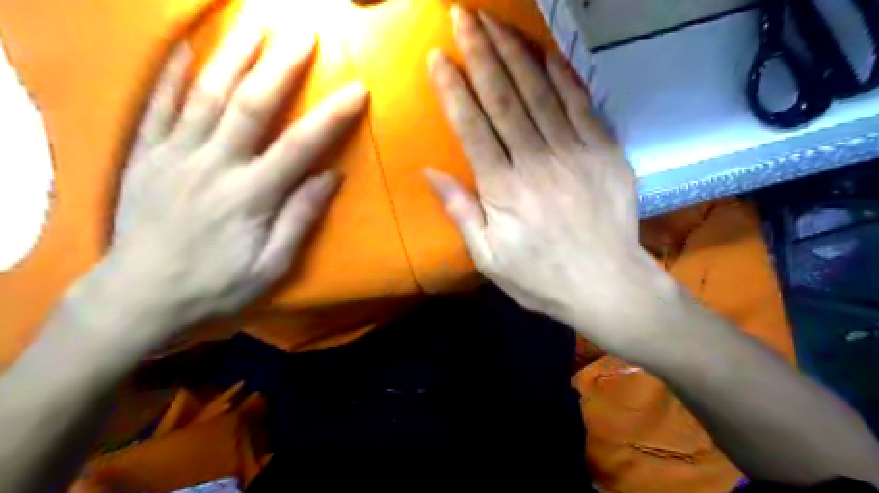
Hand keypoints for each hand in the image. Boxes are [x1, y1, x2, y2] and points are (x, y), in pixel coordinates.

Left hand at [107, 20, 366, 326]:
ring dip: (232, 54)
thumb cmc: (216, 286)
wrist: (139, 298)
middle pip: (250, 105)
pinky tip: (184, 47)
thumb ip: (300, 219)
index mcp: (250, 196)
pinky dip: (170, 74)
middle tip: (303, 33)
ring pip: (204, 94)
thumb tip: (331, 177)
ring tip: (253, 22)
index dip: (331, 115)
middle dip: (280, 65)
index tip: (357, 90)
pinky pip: (156, 107)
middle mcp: (213, 165)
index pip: (300, 146)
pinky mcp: (144, 156)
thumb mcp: (271, 267)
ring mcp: (173, 155)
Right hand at [426, 5, 678, 353]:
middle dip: (480, 52)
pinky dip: (562, 74)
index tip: (437, 57)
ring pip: (540, 92)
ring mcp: (575, 153)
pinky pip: (582, 104)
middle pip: (504, 98)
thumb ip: (461, 212)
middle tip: (463, 16)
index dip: (452, 89)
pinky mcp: (604, 152)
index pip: (472, 127)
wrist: (606, 285)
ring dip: (515, 52)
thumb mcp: (489, 258)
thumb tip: (431, 173)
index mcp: (504, 190)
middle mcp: (536, 163)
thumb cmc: (541, 277)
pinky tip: (545, 52)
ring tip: (495, 22)